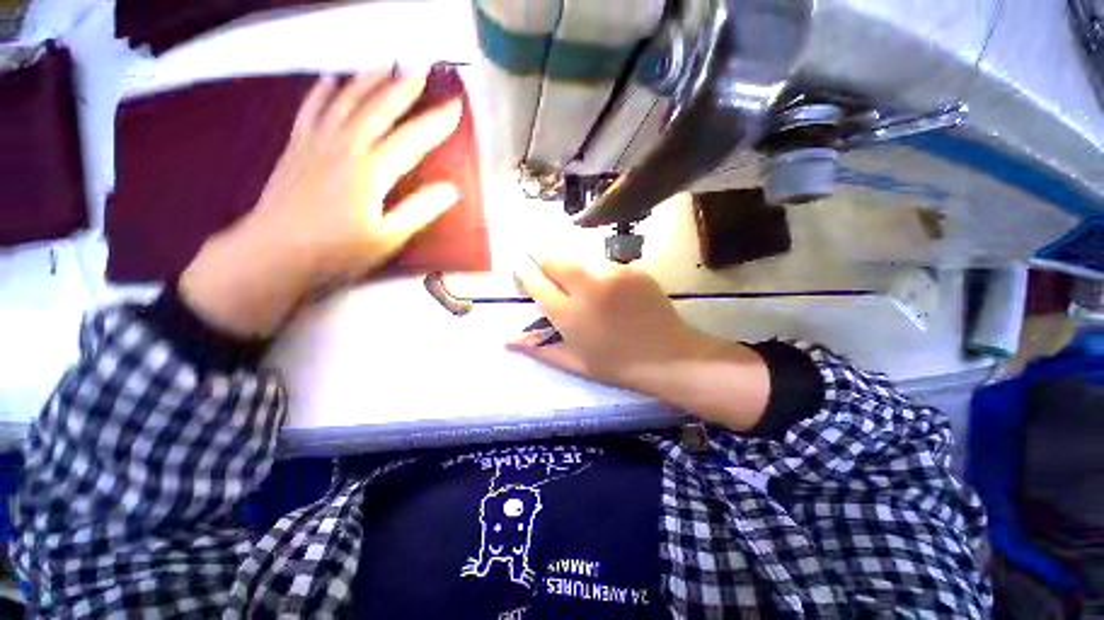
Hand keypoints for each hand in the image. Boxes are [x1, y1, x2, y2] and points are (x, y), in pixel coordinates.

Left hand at [181, 72, 461, 337]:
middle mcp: (345, 147)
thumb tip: (452, 190)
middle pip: (378, 110)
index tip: (455, 106)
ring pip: (346, 102)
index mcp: (372, 172)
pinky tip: (333, 79)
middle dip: (402, 88)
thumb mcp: (388, 238)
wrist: (274, 253)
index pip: (411, 140)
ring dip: (367, 81)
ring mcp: (317, 143)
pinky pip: (312, 110)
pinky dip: (324, 92)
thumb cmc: (338, 251)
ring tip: (384, 64)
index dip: (435, 122)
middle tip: (421, 69)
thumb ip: (420, 210)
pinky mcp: (297, 147)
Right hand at [509, 259, 699, 388]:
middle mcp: (586, 286)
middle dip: (544, 263)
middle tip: (552, 279)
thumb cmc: (616, 365)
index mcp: (568, 313)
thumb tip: (507, 340)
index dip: (524, 273)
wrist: (668, 357)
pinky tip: (612, 294)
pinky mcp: (632, 268)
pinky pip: (605, 264)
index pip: (535, 280)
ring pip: (579, 260)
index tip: (523, 274)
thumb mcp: (574, 363)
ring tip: (588, 293)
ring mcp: (612, 273)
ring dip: (574, 271)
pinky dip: (600, 275)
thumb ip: (539, 348)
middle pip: (553, 258)